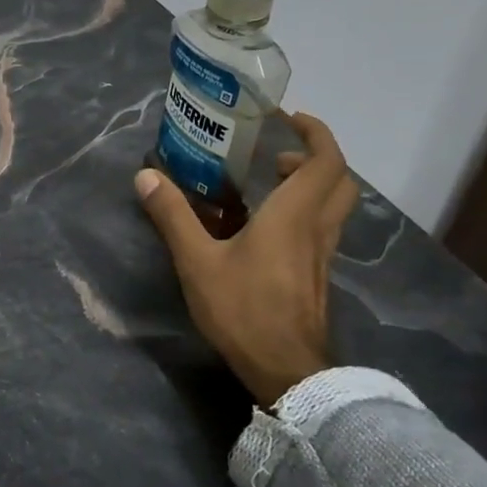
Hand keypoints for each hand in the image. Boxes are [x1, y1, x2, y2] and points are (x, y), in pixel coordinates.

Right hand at [135, 112, 359, 407]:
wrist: (286, 369)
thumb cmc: (244, 309)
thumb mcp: (197, 261)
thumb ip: (173, 216)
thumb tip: (146, 176)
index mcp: (294, 215)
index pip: (326, 160)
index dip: (315, 132)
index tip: (290, 117)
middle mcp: (317, 228)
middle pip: (339, 180)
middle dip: (316, 157)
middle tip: (278, 154)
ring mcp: (322, 255)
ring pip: (334, 206)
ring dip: (311, 185)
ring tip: (269, 185)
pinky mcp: (317, 276)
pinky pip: (321, 229)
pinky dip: (304, 212)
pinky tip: (267, 228)